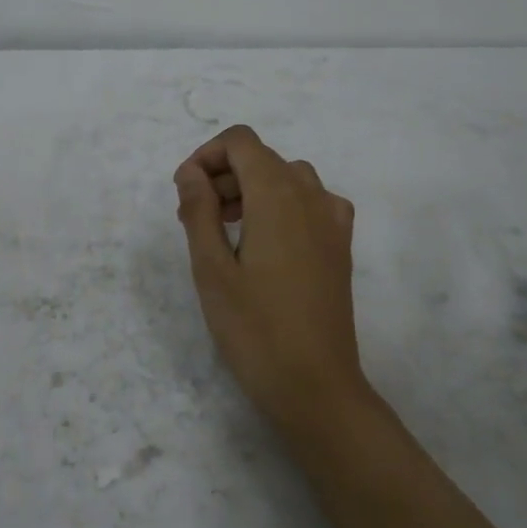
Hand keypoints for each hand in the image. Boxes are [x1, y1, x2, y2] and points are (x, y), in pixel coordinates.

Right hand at [173, 125, 367, 432]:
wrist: (316, 385)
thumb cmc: (255, 328)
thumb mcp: (211, 269)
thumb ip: (199, 211)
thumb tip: (191, 173)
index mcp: (278, 195)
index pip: (242, 142)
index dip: (207, 155)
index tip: (185, 192)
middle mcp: (312, 196)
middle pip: (263, 159)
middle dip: (224, 176)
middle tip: (194, 219)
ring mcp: (333, 221)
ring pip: (287, 180)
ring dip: (251, 190)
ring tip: (223, 232)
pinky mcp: (341, 246)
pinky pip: (309, 203)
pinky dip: (280, 207)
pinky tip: (264, 244)